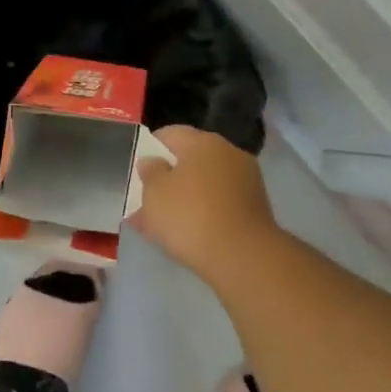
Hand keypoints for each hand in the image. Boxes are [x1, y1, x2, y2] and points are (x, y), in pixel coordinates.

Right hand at [131, 125, 279, 282]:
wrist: (243, 257)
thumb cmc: (190, 216)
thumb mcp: (154, 193)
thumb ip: (149, 172)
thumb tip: (152, 161)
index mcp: (203, 141)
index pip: (169, 134)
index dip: (149, 149)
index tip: (136, 170)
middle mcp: (228, 153)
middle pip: (189, 160)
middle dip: (167, 178)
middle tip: (146, 199)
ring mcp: (245, 181)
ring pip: (203, 185)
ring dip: (184, 198)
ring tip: (160, 223)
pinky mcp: (254, 208)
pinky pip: (218, 204)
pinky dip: (202, 214)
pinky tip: (185, 233)